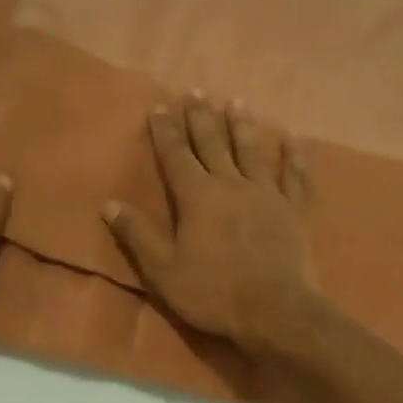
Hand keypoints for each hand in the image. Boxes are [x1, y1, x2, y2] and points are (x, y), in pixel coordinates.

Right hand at [103, 95, 319, 363]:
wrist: (275, 311)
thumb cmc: (213, 292)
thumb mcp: (163, 270)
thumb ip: (137, 235)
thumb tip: (108, 204)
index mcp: (197, 197)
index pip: (176, 155)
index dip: (166, 130)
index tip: (160, 106)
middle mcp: (230, 185)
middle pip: (212, 144)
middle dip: (201, 117)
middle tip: (195, 90)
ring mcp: (266, 194)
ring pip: (251, 151)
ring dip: (242, 125)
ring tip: (236, 100)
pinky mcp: (293, 210)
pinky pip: (294, 176)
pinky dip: (293, 155)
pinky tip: (293, 137)